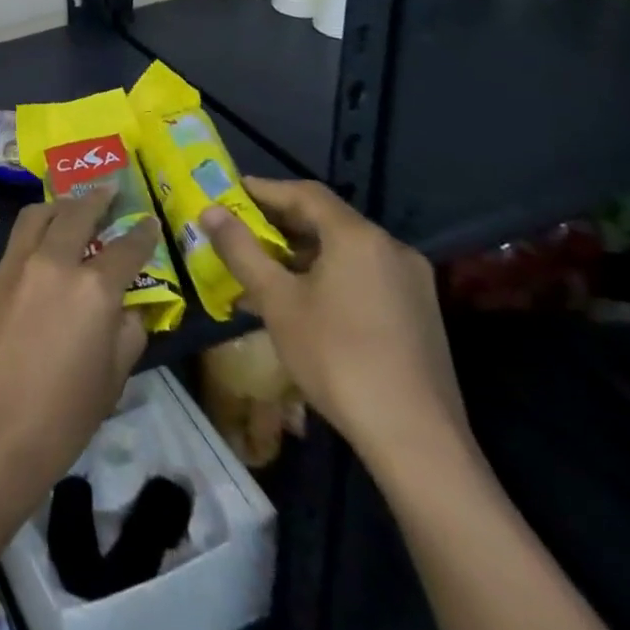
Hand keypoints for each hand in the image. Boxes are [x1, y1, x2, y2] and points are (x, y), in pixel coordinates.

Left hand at [0, 186, 157, 518]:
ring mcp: (13, 266)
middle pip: (76, 214)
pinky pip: (14, 248)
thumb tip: (127, 308)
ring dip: (58, 206)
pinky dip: (31, 242)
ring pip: (37, 217)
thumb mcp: (111, 381)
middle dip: (97, 198)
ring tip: (70, 205)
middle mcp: (53, 263)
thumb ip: (126, 334)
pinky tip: (36, 257)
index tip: (148, 222)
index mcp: (93, 289)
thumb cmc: (60, 418)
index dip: (141, 234)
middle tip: (109, 188)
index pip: (126, 248)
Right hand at [199, 178, 464, 474]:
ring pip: (345, 250)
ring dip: (301, 252)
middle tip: (239, 231)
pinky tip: (302, 301)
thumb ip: (241, 249)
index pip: (304, 193)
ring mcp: (411, 282)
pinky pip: (363, 275)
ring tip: (263, 269)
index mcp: (358, 236)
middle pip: (327, 219)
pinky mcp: (419, 313)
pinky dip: (328, 274)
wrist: (416, 440)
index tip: (229, 193)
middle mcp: (391, 248)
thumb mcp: (277, 301)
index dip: (263, 190)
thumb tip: (210, 210)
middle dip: (279, 223)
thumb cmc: (337, 358)